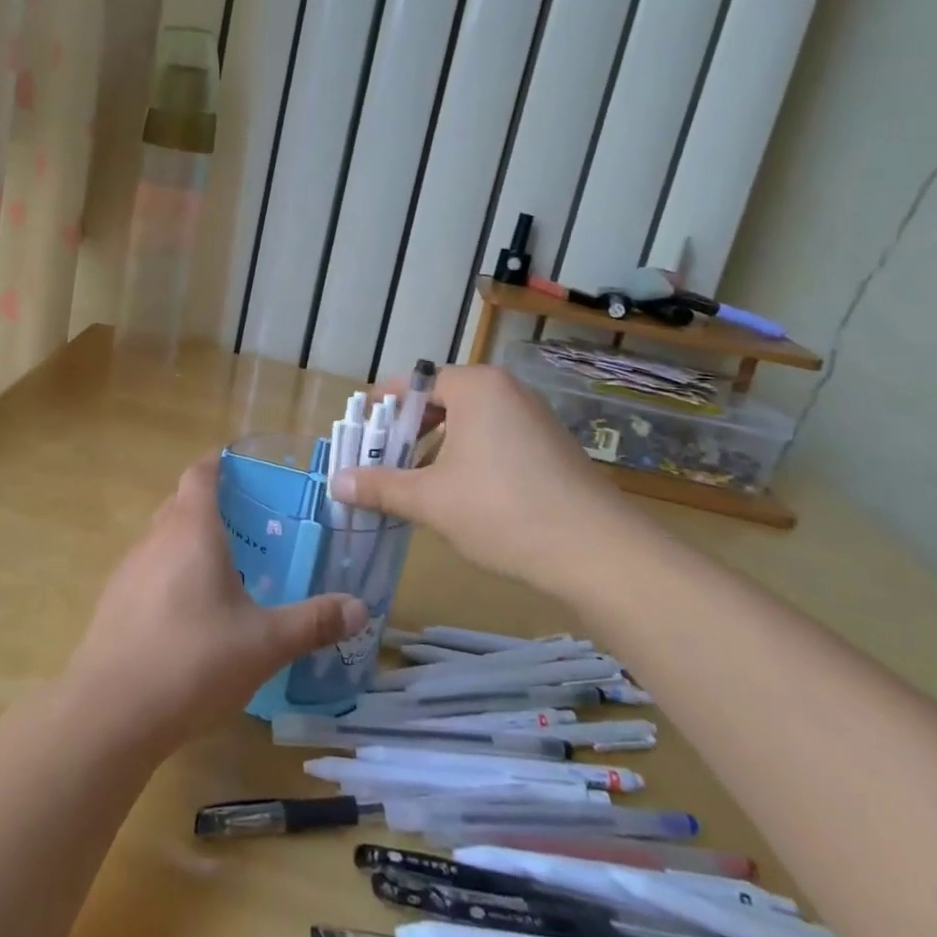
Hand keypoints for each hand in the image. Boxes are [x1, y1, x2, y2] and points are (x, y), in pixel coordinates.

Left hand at [64, 453, 368, 750]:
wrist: (110, 712)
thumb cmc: (193, 661)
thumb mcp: (265, 644)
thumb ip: (313, 622)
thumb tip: (361, 608)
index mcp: (191, 530)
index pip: (200, 474)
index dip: (219, 463)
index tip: (243, 468)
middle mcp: (155, 538)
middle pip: (180, 503)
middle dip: (211, 504)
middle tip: (249, 525)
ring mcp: (128, 570)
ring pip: (162, 538)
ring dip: (189, 541)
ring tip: (224, 568)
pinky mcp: (113, 602)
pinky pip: (148, 570)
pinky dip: (170, 574)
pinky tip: (189, 613)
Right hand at [332, 364, 646, 595]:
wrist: (599, 554)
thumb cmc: (503, 511)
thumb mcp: (431, 500)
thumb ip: (380, 486)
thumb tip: (337, 482)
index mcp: (476, 386)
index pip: (413, 383)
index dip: (381, 409)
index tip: (359, 437)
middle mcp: (506, 390)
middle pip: (440, 401)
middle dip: (407, 432)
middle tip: (381, 464)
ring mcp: (534, 418)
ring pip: (468, 423)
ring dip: (436, 448)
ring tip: (414, 484)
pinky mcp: (551, 447)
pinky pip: (494, 439)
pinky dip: (468, 458)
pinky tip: (460, 496)